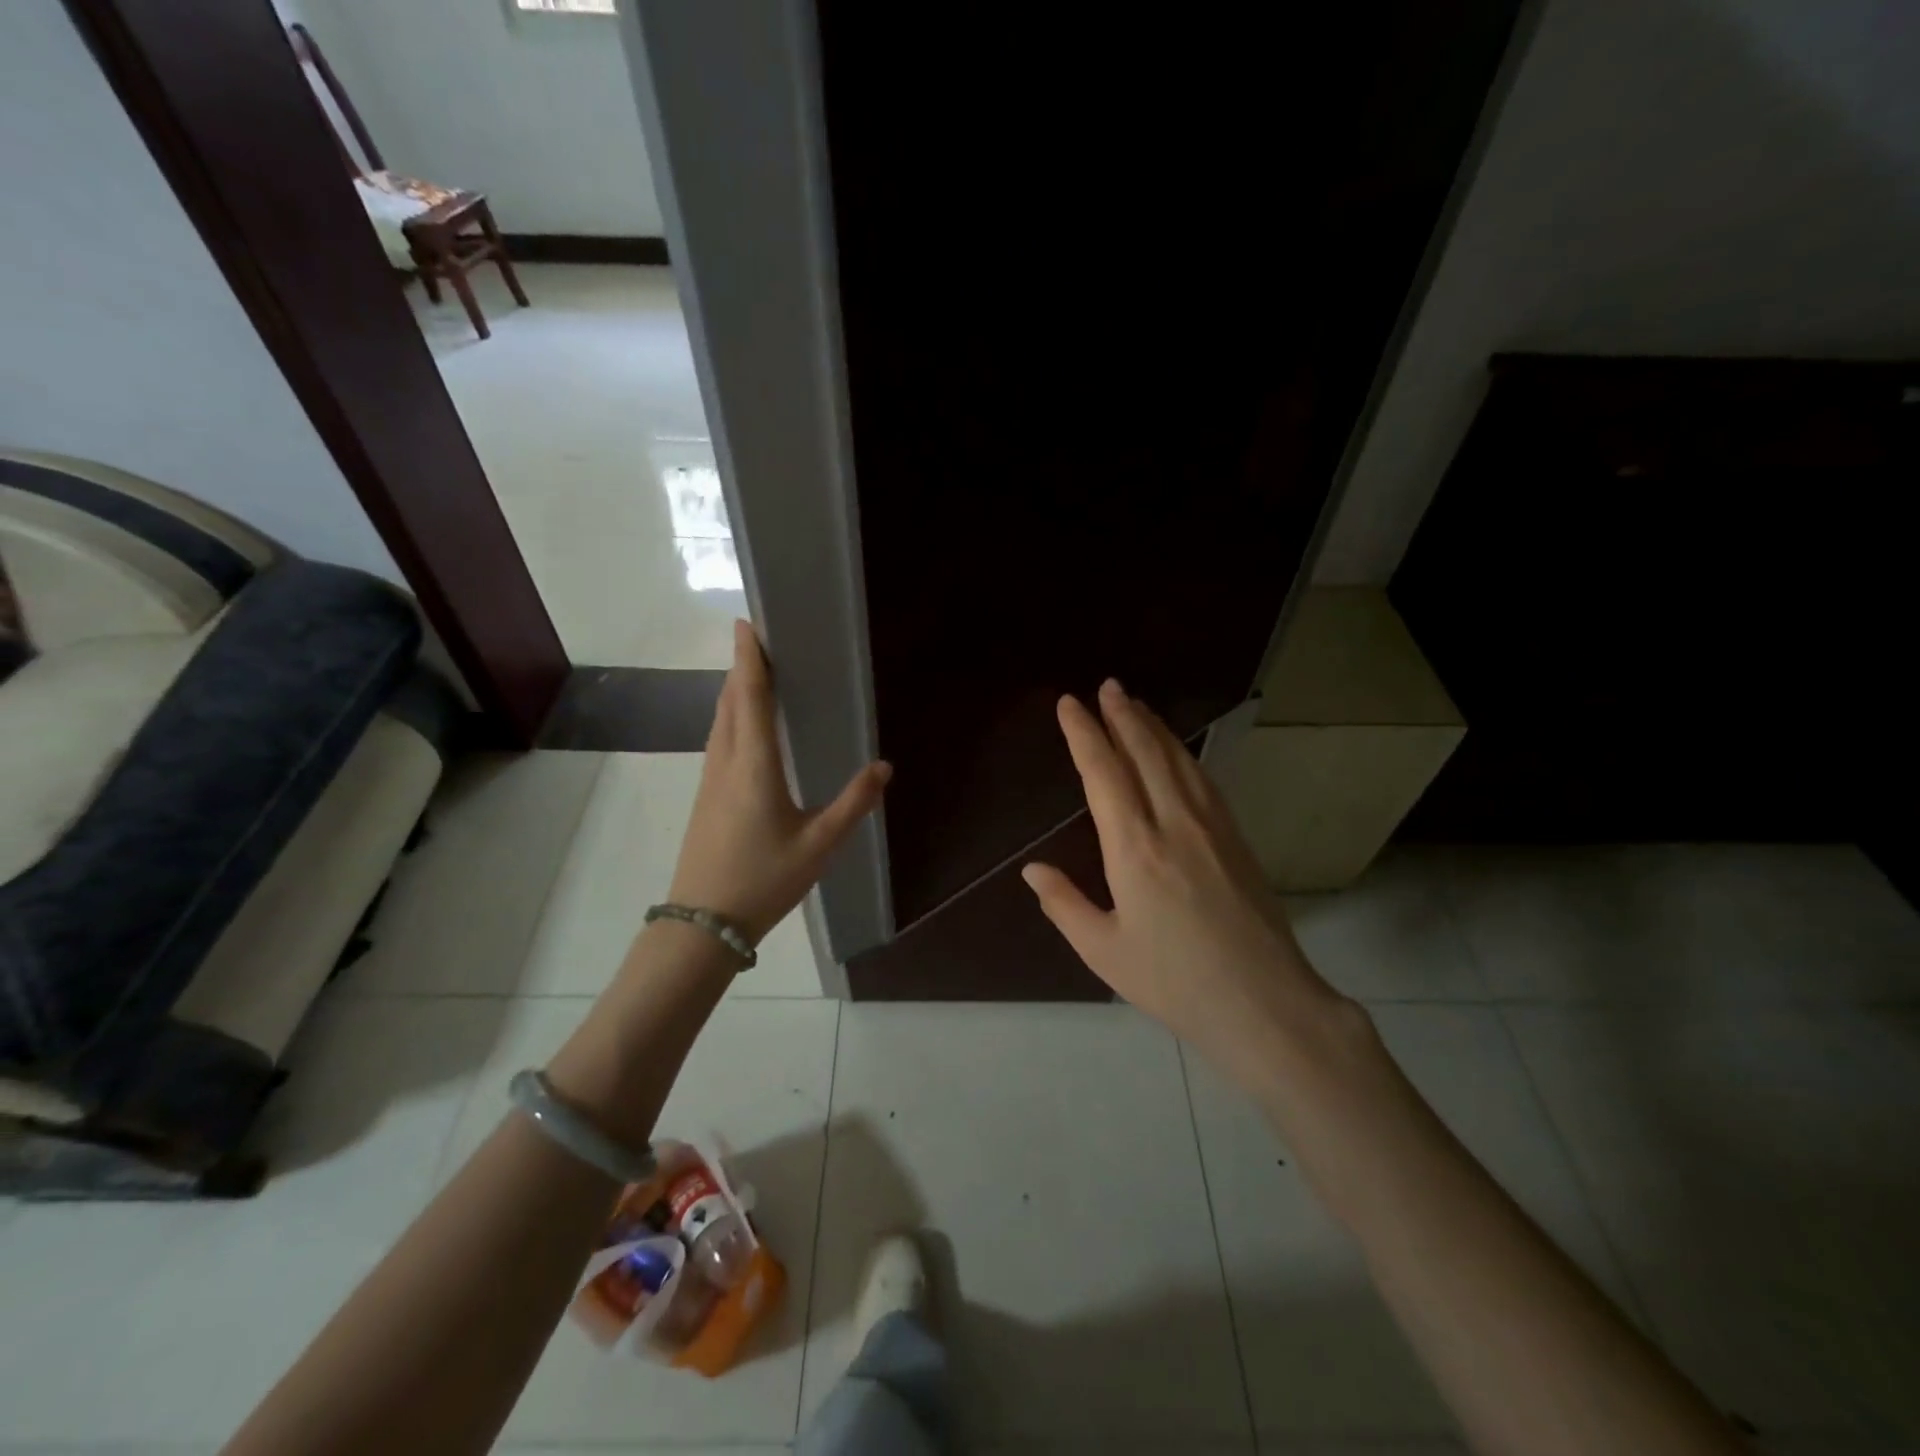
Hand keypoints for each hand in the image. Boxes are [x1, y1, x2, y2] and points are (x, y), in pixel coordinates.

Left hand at [667, 620, 890, 941]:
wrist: (701, 924)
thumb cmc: (763, 881)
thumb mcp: (819, 845)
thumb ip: (853, 804)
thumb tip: (885, 767)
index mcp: (754, 766)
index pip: (749, 697)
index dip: (748, 658)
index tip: (747, 623)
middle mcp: (726, 762)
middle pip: (729, 701)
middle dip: (743, 667)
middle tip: (763, 640)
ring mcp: (710, 780)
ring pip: (720, 720)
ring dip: (735, 690)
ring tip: (755, 673)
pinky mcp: (706, 796)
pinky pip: (719, 740)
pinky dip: (731, 716)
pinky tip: (745, 726)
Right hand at [1021, 679, 1342, 1075]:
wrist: (1265, 1003)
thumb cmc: (1174, 982)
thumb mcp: (1104, 951)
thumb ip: (1064, 904)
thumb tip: (1031, 869)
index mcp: (1134, 849)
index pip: (1103, 773)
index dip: (1084, 733)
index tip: (1069, 704)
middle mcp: (1173, 823)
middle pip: (1144, 752)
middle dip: (1122, 715)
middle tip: (1107, 685)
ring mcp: (1211, 826)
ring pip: (1177, 759)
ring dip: (1153, 727)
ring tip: (1135, 704)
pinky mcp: (1236, 837)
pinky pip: (1202, 779)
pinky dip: (1182, 753)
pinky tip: (1176, 750)